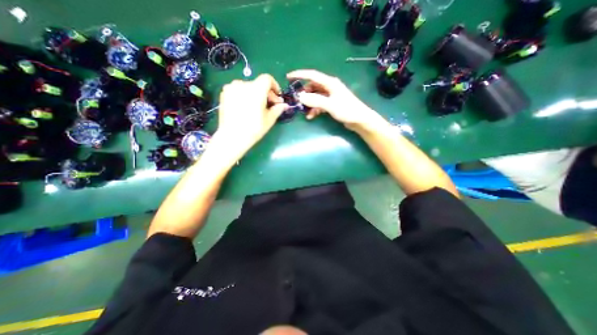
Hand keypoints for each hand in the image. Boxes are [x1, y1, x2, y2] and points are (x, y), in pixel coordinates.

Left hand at [215, 73, 288, 159]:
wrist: (232, 137)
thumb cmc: (253, 129)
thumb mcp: (269, 119)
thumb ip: (278, 109)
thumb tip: (284, 105)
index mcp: (256, 90)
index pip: (267, 79)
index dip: (274, 85)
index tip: (277, 96)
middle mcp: (243, 84)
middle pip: (258, 84)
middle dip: (266, 93)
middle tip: (269, 105)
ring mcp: (231, 88)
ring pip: (248, 87)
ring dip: (255, 94)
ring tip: (256, 107)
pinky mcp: (224, 94)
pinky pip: (238, 90)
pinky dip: (244, 95)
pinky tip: (245, 107)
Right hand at [289, 69, 381, 131]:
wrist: (359, 120)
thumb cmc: (347, 110)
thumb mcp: (330, 105)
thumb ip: (315, 100)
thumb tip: (300, 97)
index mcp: (330, 83)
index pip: (312, 75)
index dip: (300, 75)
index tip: (288, 77)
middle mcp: (329, 87)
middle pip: (312, 87)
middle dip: (304, 93)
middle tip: (296, 100)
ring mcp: (330, 96)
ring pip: (315, 96)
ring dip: (309, 103)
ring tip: (304, 111)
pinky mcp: (331, 104)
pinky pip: (319, 104)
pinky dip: (314, 109)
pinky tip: (311, 116)